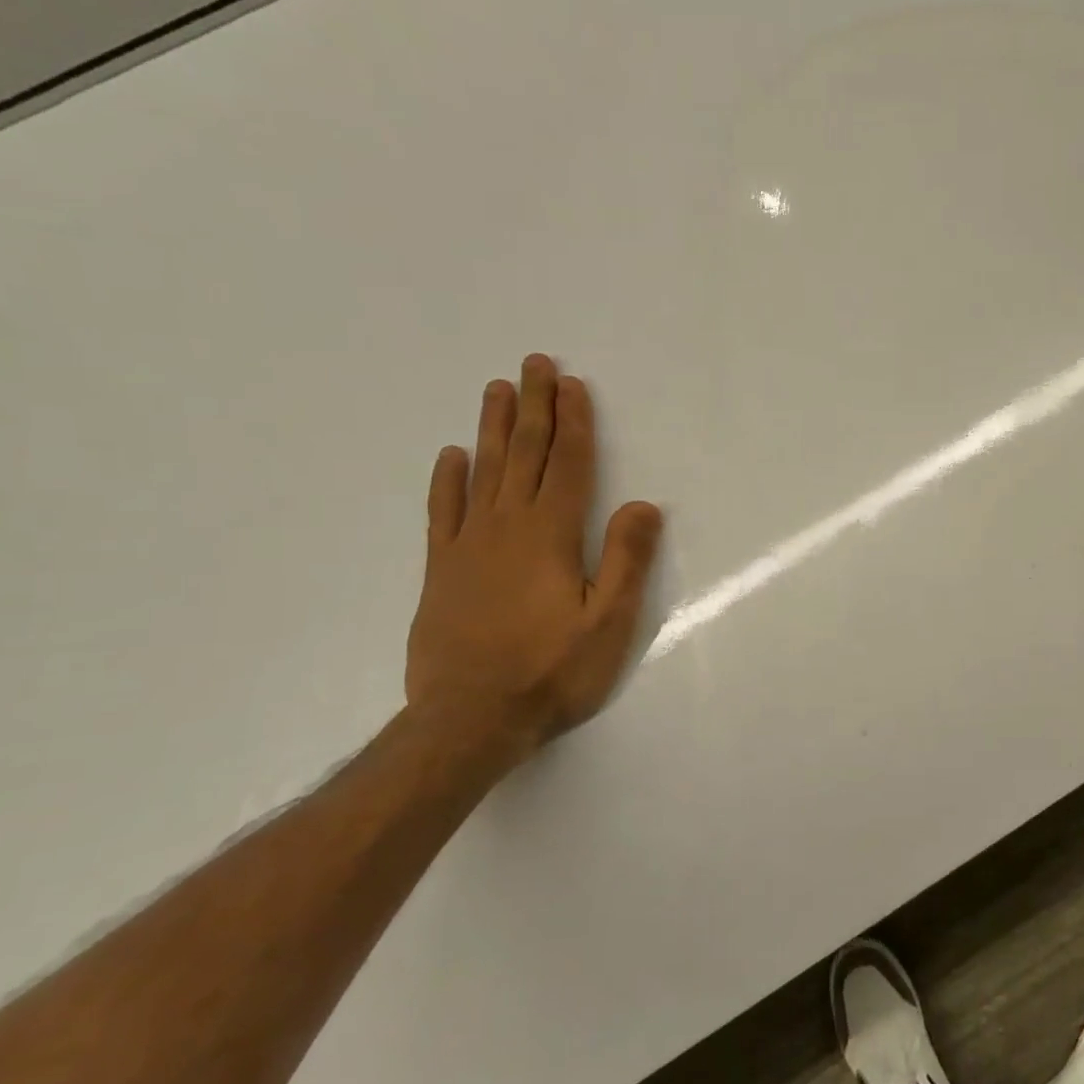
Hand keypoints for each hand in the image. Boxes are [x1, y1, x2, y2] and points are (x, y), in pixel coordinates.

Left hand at [406, 354, 662, 756]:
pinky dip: (447, 480)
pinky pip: (442, 512)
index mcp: (551, 537)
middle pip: (523, 455)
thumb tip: (643, 505)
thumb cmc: (551, 672)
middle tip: (535, 363)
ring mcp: (467, 546)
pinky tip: (451, 456)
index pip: (566, 465)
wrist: (469, 720)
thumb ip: (627, 560)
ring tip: (497, 389)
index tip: (573, 385)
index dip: (573, 423)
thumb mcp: (608, 622)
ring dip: (492, 428)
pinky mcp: (440, 570)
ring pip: (482, 472)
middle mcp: (506, 528)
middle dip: (533, 407)